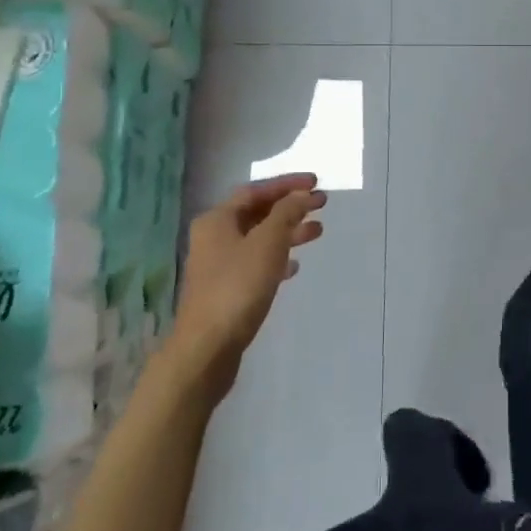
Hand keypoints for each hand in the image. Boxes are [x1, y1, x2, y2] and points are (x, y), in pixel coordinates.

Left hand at [163, 174, 325, 406]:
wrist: (208, 347)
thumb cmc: (238, 287)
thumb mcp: (267, 244)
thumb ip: (286, 214)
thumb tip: (302, 194)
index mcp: (217, 220)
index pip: (256, 191)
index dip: (287, 185)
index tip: (317, 183)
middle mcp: (214, 237)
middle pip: (257, 213)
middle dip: (290, 207)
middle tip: (322, 204)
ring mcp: (219, 265)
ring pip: (259, 238)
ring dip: (288, 232)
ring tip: (318, 232)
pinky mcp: (227, 289)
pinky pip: (256, 263)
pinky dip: (277, 258)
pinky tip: (295, 267)